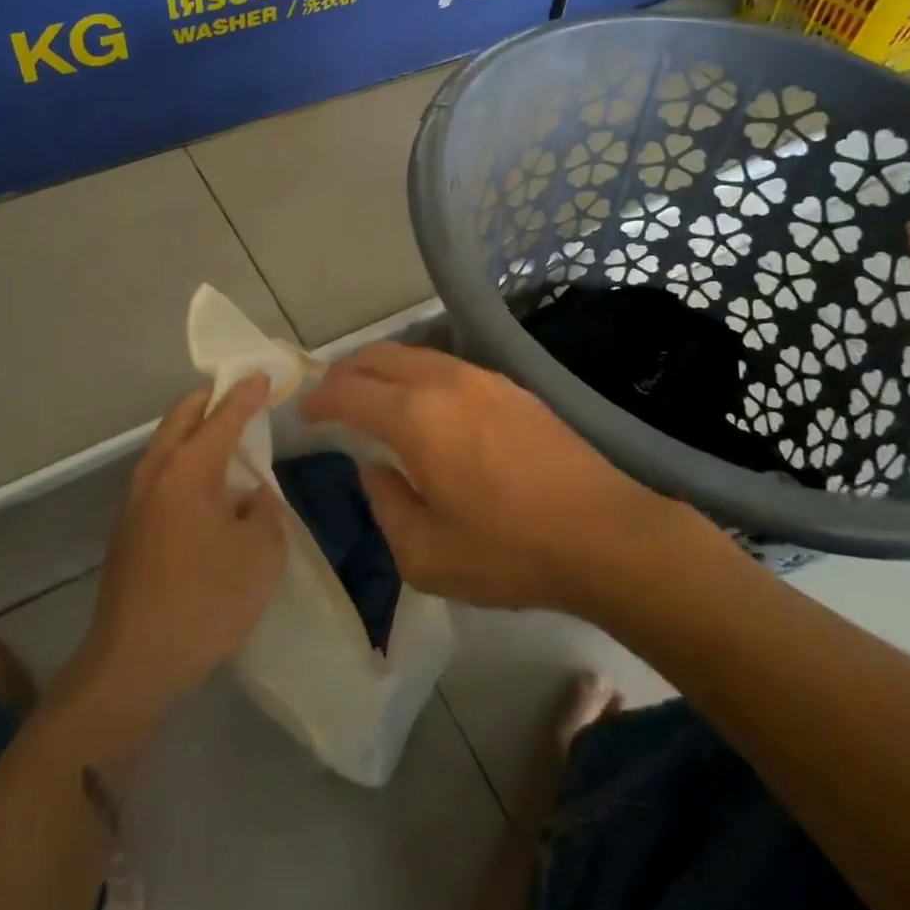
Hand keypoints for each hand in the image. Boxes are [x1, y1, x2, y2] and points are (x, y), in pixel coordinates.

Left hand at [70, 376, 285, 725]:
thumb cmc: (205, 601)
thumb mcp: (261, 554)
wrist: (133, 664)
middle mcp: (156, 473)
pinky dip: (183, 462)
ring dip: (193, 432)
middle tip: (239, 394)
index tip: (263, 374)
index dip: (246, 394)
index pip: (223, 416)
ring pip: (165, 445)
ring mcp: (135, 502)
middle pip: (181, 417)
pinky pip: (160, 475)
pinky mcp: (128, 531)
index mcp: (189, 469)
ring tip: (225, 438)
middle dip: (210, 400)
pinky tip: (204, 490)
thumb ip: (264, 512)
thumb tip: (250, 496)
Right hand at [300, 344, 697, 613]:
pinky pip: (449, 366)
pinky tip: (426, 403)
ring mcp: (484, 379)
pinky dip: (420, 375)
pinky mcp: (513, 388)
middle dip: (347, 371)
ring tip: (373, 394)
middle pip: (381, 357)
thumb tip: (375, 468)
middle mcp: (445, 382)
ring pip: (418, 355)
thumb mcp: (426, 554)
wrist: (603, 533)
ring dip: (385, 369)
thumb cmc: (508, 550)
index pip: (351, 392)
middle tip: (330, 394)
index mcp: (416, 417)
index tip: (305, 412)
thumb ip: (386, 504)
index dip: (320, 399)